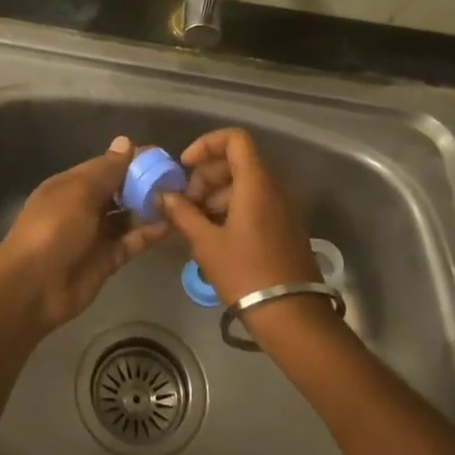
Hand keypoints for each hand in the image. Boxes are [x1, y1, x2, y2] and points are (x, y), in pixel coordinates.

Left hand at [0, 135, 168, 335]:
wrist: (33, 288)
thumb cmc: (53, 229)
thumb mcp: (79, 193)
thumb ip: (107, 170)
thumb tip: (125, 141)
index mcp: (72, 184)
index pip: (107, 165)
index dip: (133, 160)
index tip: (164, 156)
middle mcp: (85, 206)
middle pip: (120, 190)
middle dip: (146, 183)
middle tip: (180, 178)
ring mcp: (96, 234)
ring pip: (128, 215)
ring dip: (150, 207)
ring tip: (182, 199)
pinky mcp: (108, 259)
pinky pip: (132, 241)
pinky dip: (149, 233)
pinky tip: (172, 223)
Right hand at [159, 128, 323, 309]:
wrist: (291, 316)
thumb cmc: (245, 273)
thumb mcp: (206, 243)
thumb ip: (182, 213)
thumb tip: (163, 195)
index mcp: (255, 183)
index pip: (234, 139)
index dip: (206, 144)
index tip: (186, 166)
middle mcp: (272, 189)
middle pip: (236, 162)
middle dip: (206, 176)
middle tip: (185, 203)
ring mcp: (281, 210)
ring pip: (244, 185)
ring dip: (216, 196)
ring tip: (195, 223)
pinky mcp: (283, 229)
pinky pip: (255, 205)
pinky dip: (231, 210)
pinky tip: (214, 237)